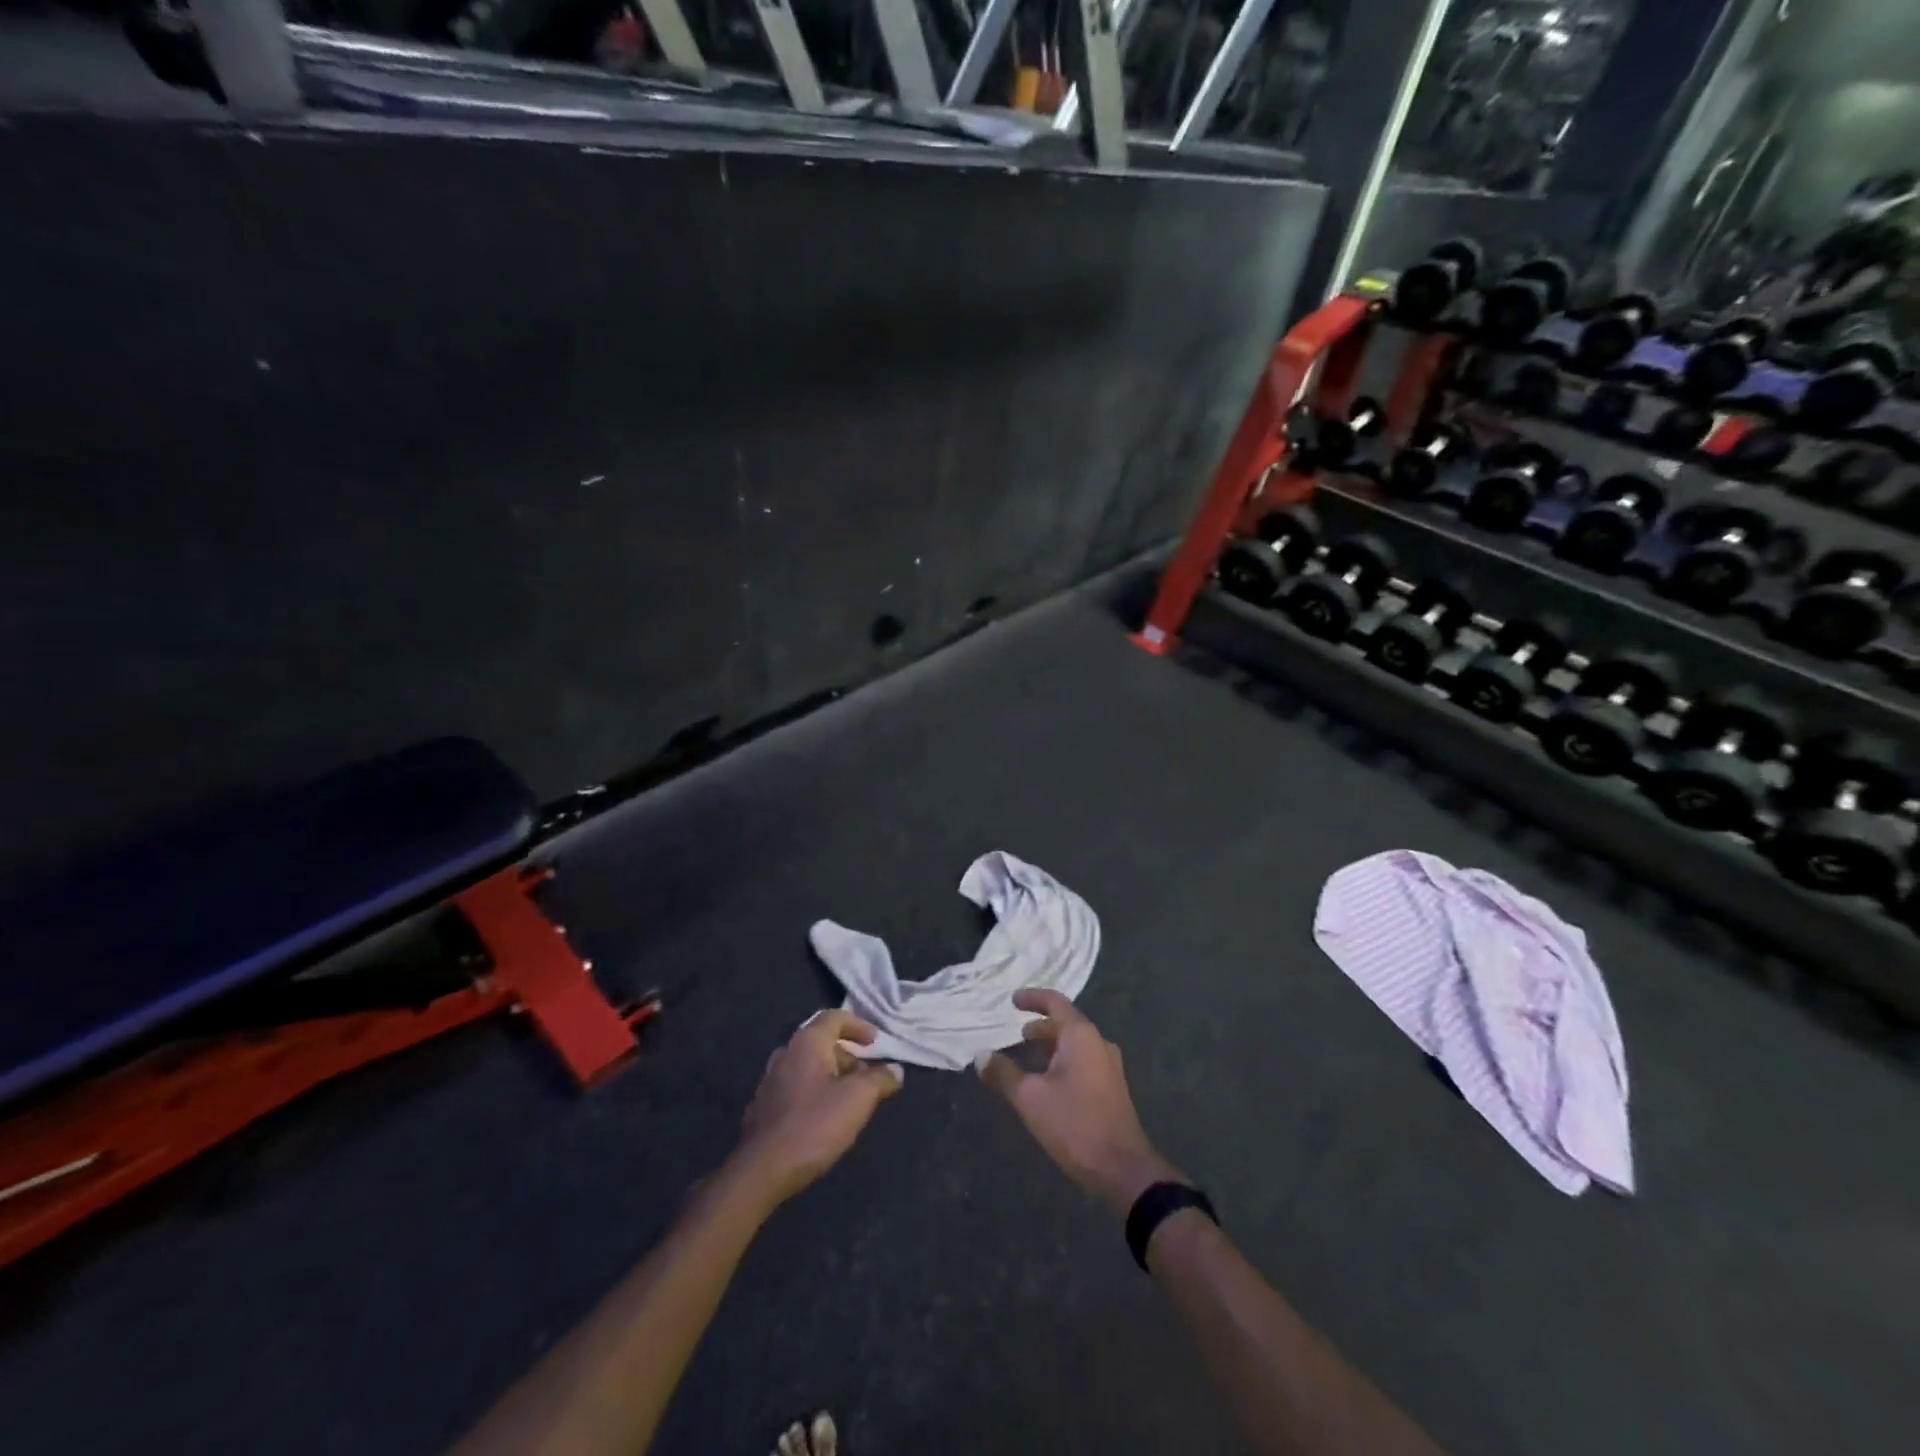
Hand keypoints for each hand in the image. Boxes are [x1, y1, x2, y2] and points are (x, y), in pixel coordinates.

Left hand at [732, 1010, 902, 1210]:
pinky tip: (824, 1120)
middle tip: (866, 1078)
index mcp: (807, 1043)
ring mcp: (770, 1081)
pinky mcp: (763, 1108)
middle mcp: (785, 1054)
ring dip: (831, 1077)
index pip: (834, 1017)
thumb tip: (895, 1070)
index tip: (875, 1043)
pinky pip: (795, 1088)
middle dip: (848, 1057)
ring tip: (849, 1101)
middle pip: (821, 1043)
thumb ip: (879, 1080)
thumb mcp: (857, 1100)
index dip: (858, 1026)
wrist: (761, 1171)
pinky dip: (814, 1093)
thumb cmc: (814, 1125)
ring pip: (808, 1067)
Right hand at [976, 989, 1179, 1214]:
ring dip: (1052, 1046)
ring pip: (1076, 1044)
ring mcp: (1109, 1066)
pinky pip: (1084, 1061)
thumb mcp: (1029, 1098)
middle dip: (1041, 1026)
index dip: (1032, 998)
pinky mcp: (1112, 1088)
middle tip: (1019, 1034)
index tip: (1013, 1000)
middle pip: (1067, 1023)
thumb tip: (981, 1056)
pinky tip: (1049, 1082)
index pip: (1055, 1002)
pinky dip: (1063, 1061)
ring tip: (1029, 1058)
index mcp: (1081, 1035)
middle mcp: (1099, 1043)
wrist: (1122, 1169)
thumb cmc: (1074, 1124)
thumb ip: (1003, 1073)